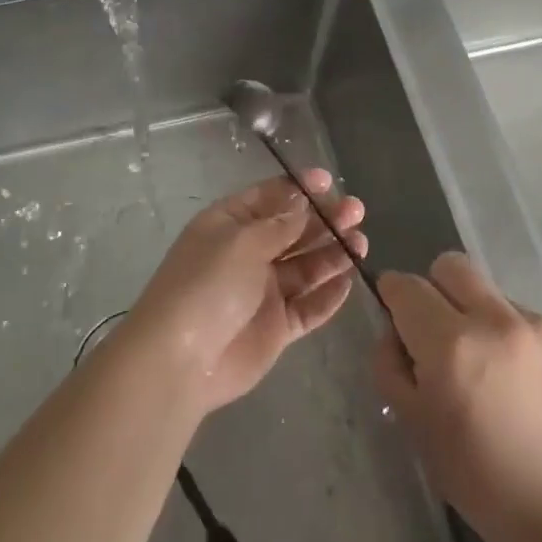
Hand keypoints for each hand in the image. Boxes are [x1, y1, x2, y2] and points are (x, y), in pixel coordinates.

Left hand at [128, 170, 367, 416]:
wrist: (181, 360)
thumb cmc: (207, 285)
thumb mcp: (242, 242)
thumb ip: (279, 224)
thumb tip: (303, 203)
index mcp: (230, 224)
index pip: (269, 197)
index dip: (298, 188)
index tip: (329, 181)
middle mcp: (248, 253)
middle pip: (293, 231)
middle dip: (324, 219)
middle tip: (356, 211)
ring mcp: (264, 291)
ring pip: (306, 267)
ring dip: (333, 253)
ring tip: (360, 243)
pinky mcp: (277, 326)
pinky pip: (309, 306)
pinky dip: (328, 295)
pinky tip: (349, 280)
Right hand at [374, 252, 541, 541]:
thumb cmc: (476, 475)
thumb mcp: (413, 424)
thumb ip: (391, 365)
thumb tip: (394, 331)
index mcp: (450, 345)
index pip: (406, 286)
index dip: (392, 294)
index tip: (394, 314)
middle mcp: (493, 320)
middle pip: (450, 266)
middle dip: (433, 288)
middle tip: (436, 331)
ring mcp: (534, 324)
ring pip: (486, 290)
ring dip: (473, 313)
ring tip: (484, 364)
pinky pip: (519, 315)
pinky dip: (506, 333)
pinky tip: (515, 378)